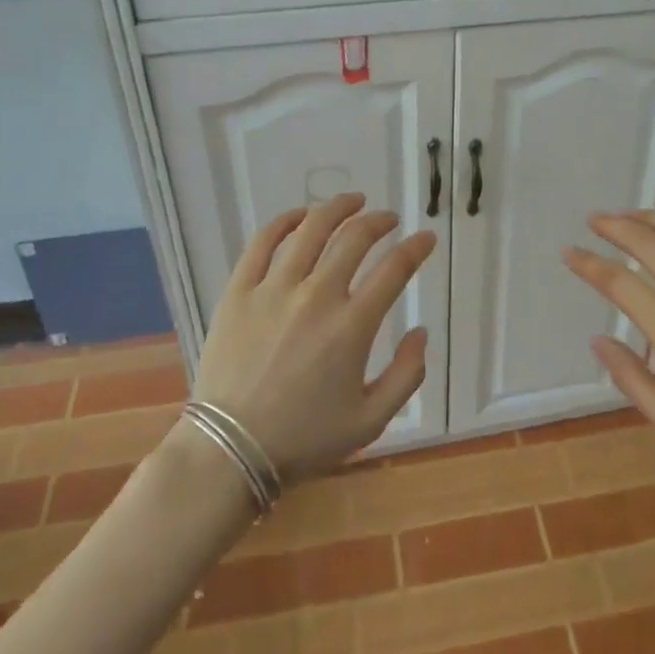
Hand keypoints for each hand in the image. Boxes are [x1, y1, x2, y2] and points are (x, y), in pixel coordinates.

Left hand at [193, 193, 434, 482]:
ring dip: (338, 208)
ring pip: (312, 230)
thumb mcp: (370, 421)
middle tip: (389, 219)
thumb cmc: (303, 440)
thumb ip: (406, 375)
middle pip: (355, 239)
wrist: (229, 452)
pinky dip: (285, 221)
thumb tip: (421, 332)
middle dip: (379, 221)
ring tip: (353, 201)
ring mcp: (274, 289)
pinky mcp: (240, 291)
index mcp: (352, 326)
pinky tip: (300, 215)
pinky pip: (263, 242)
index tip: (425, 238)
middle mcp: (317, 296)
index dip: (416, 248)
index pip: (394, 269)